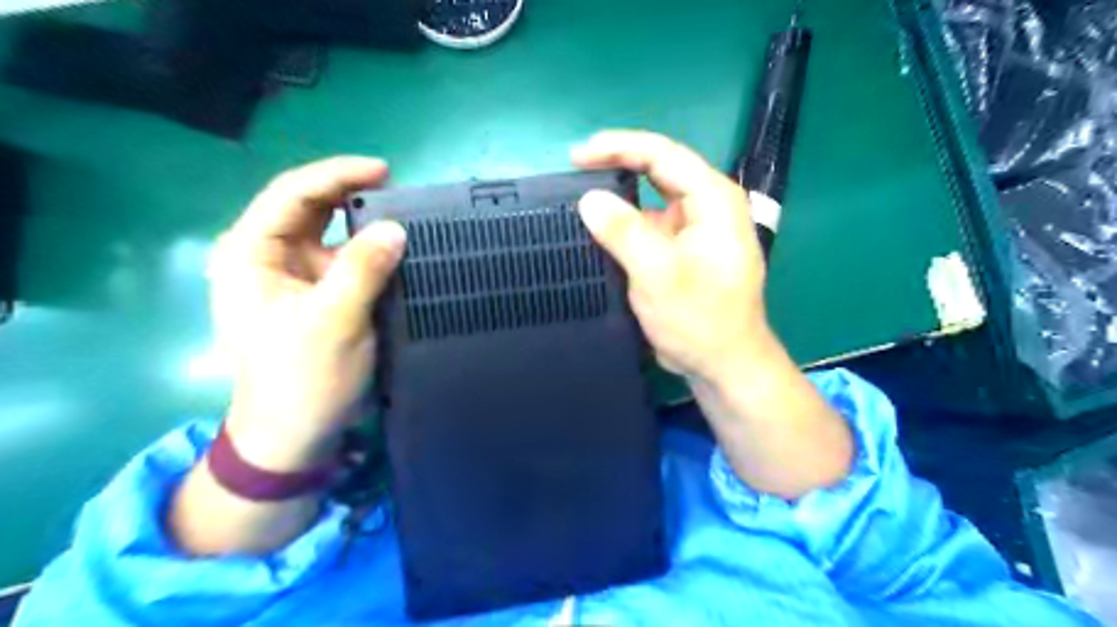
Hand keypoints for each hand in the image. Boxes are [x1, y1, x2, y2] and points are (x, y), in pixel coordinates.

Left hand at [207, 160, 405, 471]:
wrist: (296, 433)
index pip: (292, 194)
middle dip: (352, 196)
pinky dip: (372, 253)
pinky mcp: (319, 295)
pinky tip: (398, 252)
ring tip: (405, 218)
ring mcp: (295, 277)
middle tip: (399, 192)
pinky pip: (347, 262)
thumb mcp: (334, 320)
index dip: (337, 175)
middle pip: (311, 209)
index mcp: (251, 254)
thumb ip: (363, 269)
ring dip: (366, 225)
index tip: (384, 170)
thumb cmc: (303, 378)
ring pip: (332, 234)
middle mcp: (269, 257)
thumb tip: (396, 228)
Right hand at [570, 133, 850, 499]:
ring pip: (650, 198)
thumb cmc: (700, 321)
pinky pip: (648, 225)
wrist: (723, 365)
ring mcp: (694, 228)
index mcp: (713, 200)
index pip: (663, 154)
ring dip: (618, 197)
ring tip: (579, 199)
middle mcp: (706, 206)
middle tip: (574, 170)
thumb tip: (588, 198)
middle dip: (616, 166)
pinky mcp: (681, 249)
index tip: (578, 155)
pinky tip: (599, 231)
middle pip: (657, 170)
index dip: (618, 147)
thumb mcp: (659, 275)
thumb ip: (624, 233)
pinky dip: (623, 224)